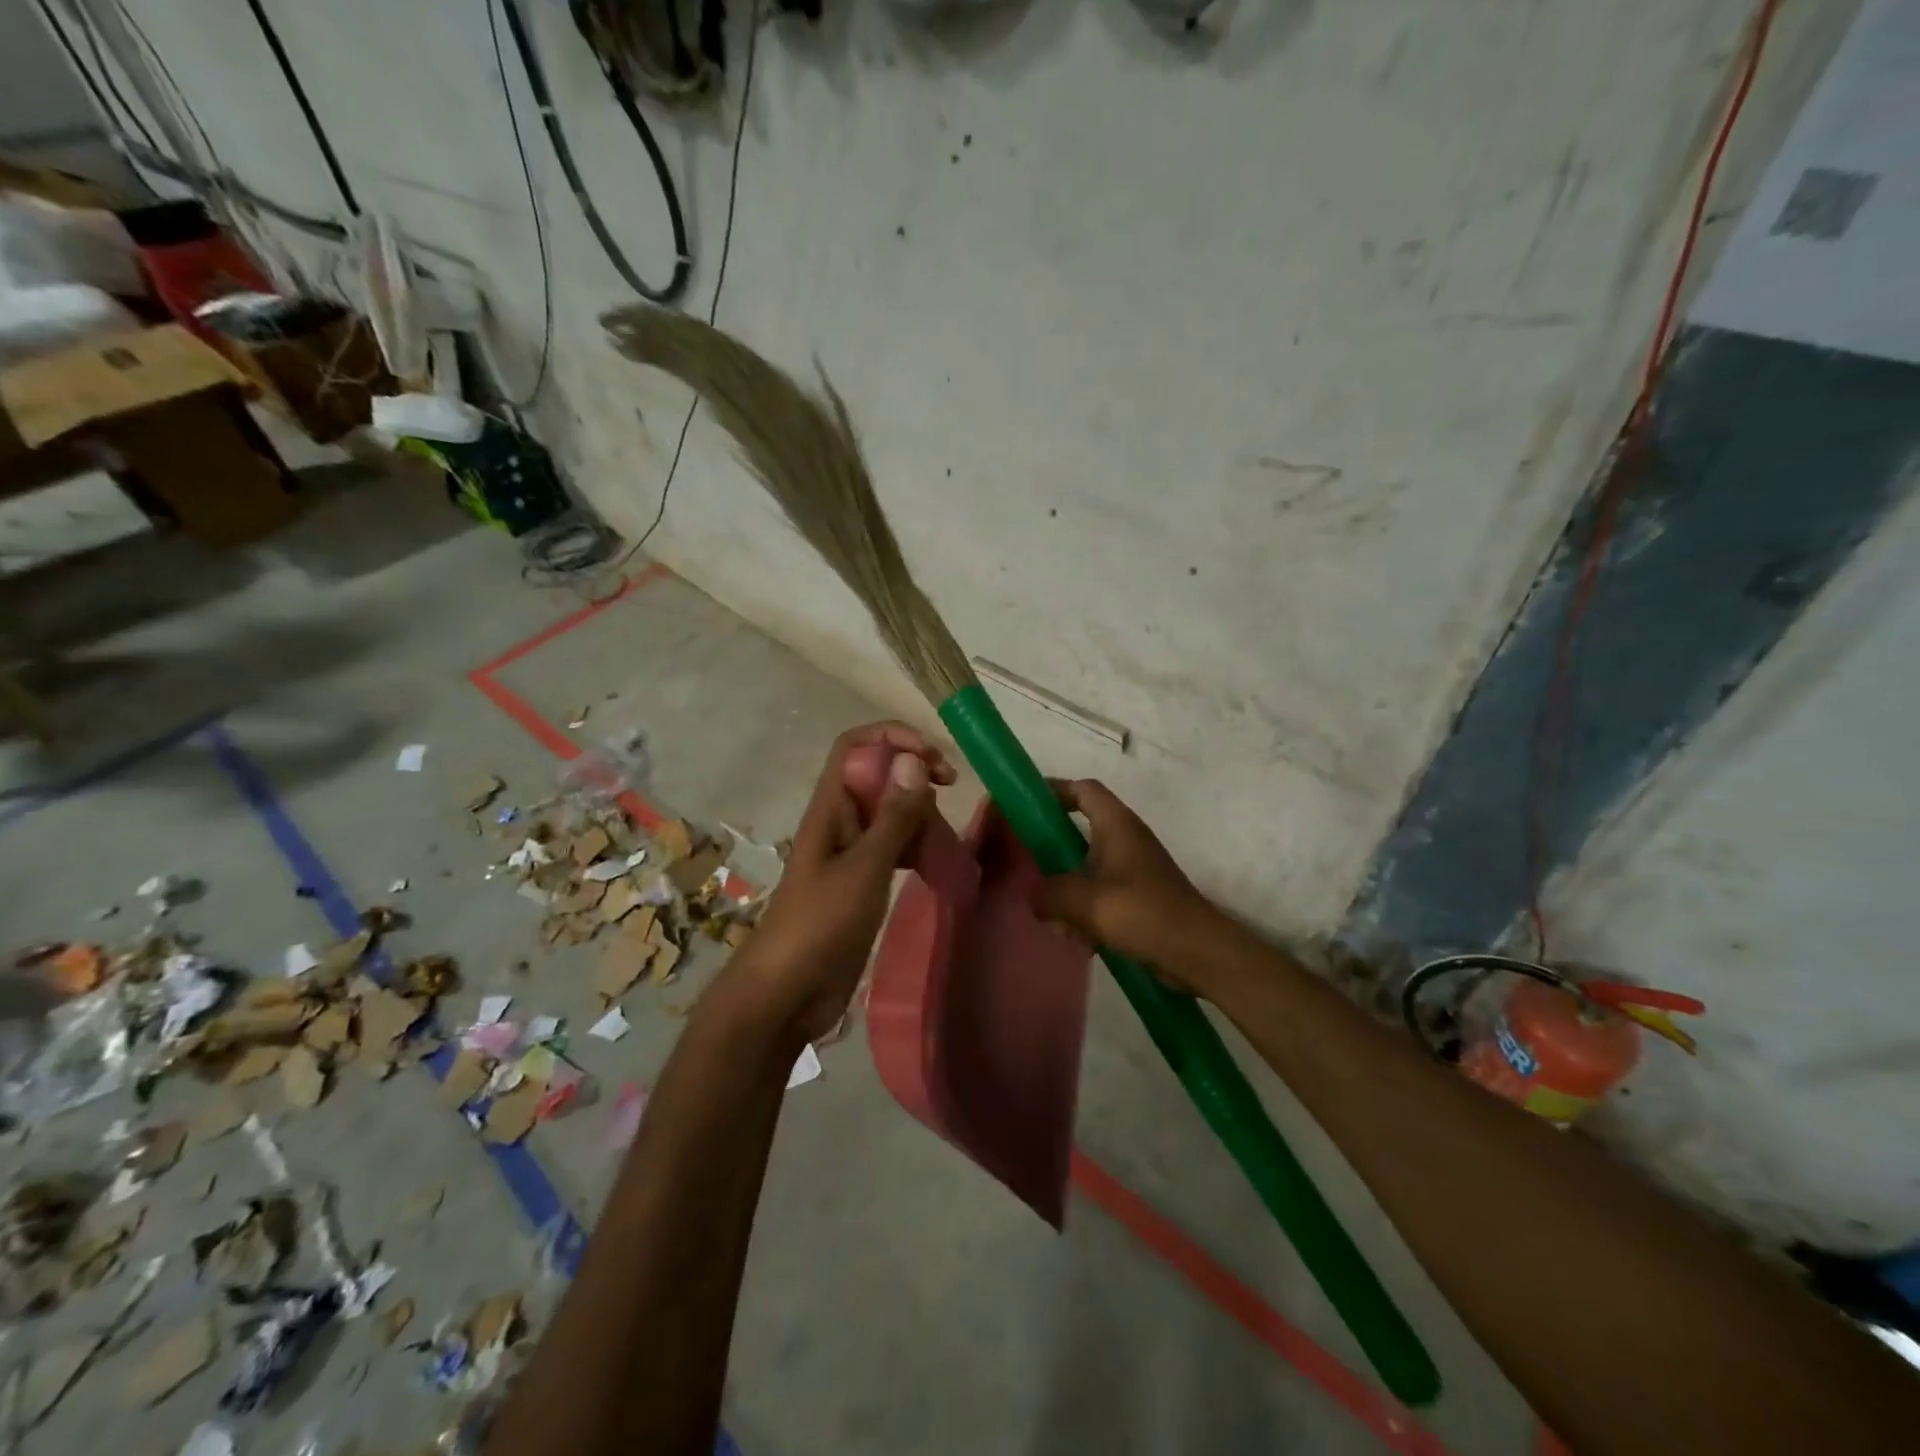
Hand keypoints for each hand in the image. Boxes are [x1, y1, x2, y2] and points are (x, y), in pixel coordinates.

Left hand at [725, 722, 954, 1045]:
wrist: (786, 993)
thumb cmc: (820, 925)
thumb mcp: (864, 869)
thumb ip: (893, 818)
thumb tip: (914, 761)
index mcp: (831, 807)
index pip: (856, 745)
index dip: (893, 737)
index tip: (933, 759)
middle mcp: (840, 821)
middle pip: (878, 775)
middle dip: (914, 772)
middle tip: (951, 789)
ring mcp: (850, 852)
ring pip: (890, 812)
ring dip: (919, 813)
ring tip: (947, 834)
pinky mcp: (861, 881)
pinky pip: (893, 847)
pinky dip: (916, 845)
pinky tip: (936, 861)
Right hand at [1036, 779, 1212, 981]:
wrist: (1196, 951)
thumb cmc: (1142, 912)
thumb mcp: (1085, 901)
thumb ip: (1050, 894)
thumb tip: (1033, 896)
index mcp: (1116, 825)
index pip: (1083, 789)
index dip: (1053, 790)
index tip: (1025, 806)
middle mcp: (1126, 839)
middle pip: (1080, 830)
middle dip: (1053, 851)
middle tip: (1027, 866)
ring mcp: (1134, 868)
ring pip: (1088, 867)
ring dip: (1068, 891)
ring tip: (1055, 918)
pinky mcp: (1139, 896)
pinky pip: (1102, 894)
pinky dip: (1087, 912)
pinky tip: (1080, 939)